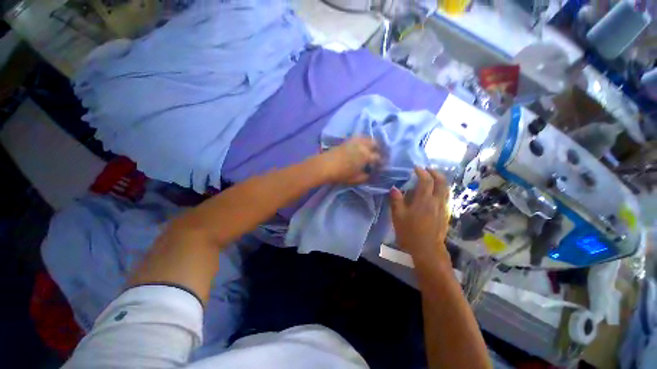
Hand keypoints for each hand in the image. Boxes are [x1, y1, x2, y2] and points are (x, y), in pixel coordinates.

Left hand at [316, 137, 380, 184]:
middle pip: (375, 143)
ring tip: (370, 150)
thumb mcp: (356, 179)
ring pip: (367, 138)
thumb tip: (370, 173)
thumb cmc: (341, 174)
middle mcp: (362, 145)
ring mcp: (354, 141)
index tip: (381, 166)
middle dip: (378, 149)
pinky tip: (361, 147)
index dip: (381, 162)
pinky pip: (359, 138)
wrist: (325, 166)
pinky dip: (363, 141)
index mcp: (366, 156)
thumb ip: (366, 176)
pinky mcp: (347, 140)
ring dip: (371, 143)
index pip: (378, 157)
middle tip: (377, 156)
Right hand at [390, 167, 450, 262]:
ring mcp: (444, 208)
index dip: (422, 172)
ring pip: (446, 189)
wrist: (427, 250)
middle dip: (435, 173)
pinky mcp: (446, 214)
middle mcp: (437, 201)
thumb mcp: (398, 216)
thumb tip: (394, 188)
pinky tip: (435, 193)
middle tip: (427, 170)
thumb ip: (396, 200)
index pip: (426, 181)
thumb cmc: (410, 233)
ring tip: (432, 179)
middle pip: (441, 182)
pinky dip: (442, 190)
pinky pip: (446, 197)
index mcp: (424, 201)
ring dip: (440, 180)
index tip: (416, 168)